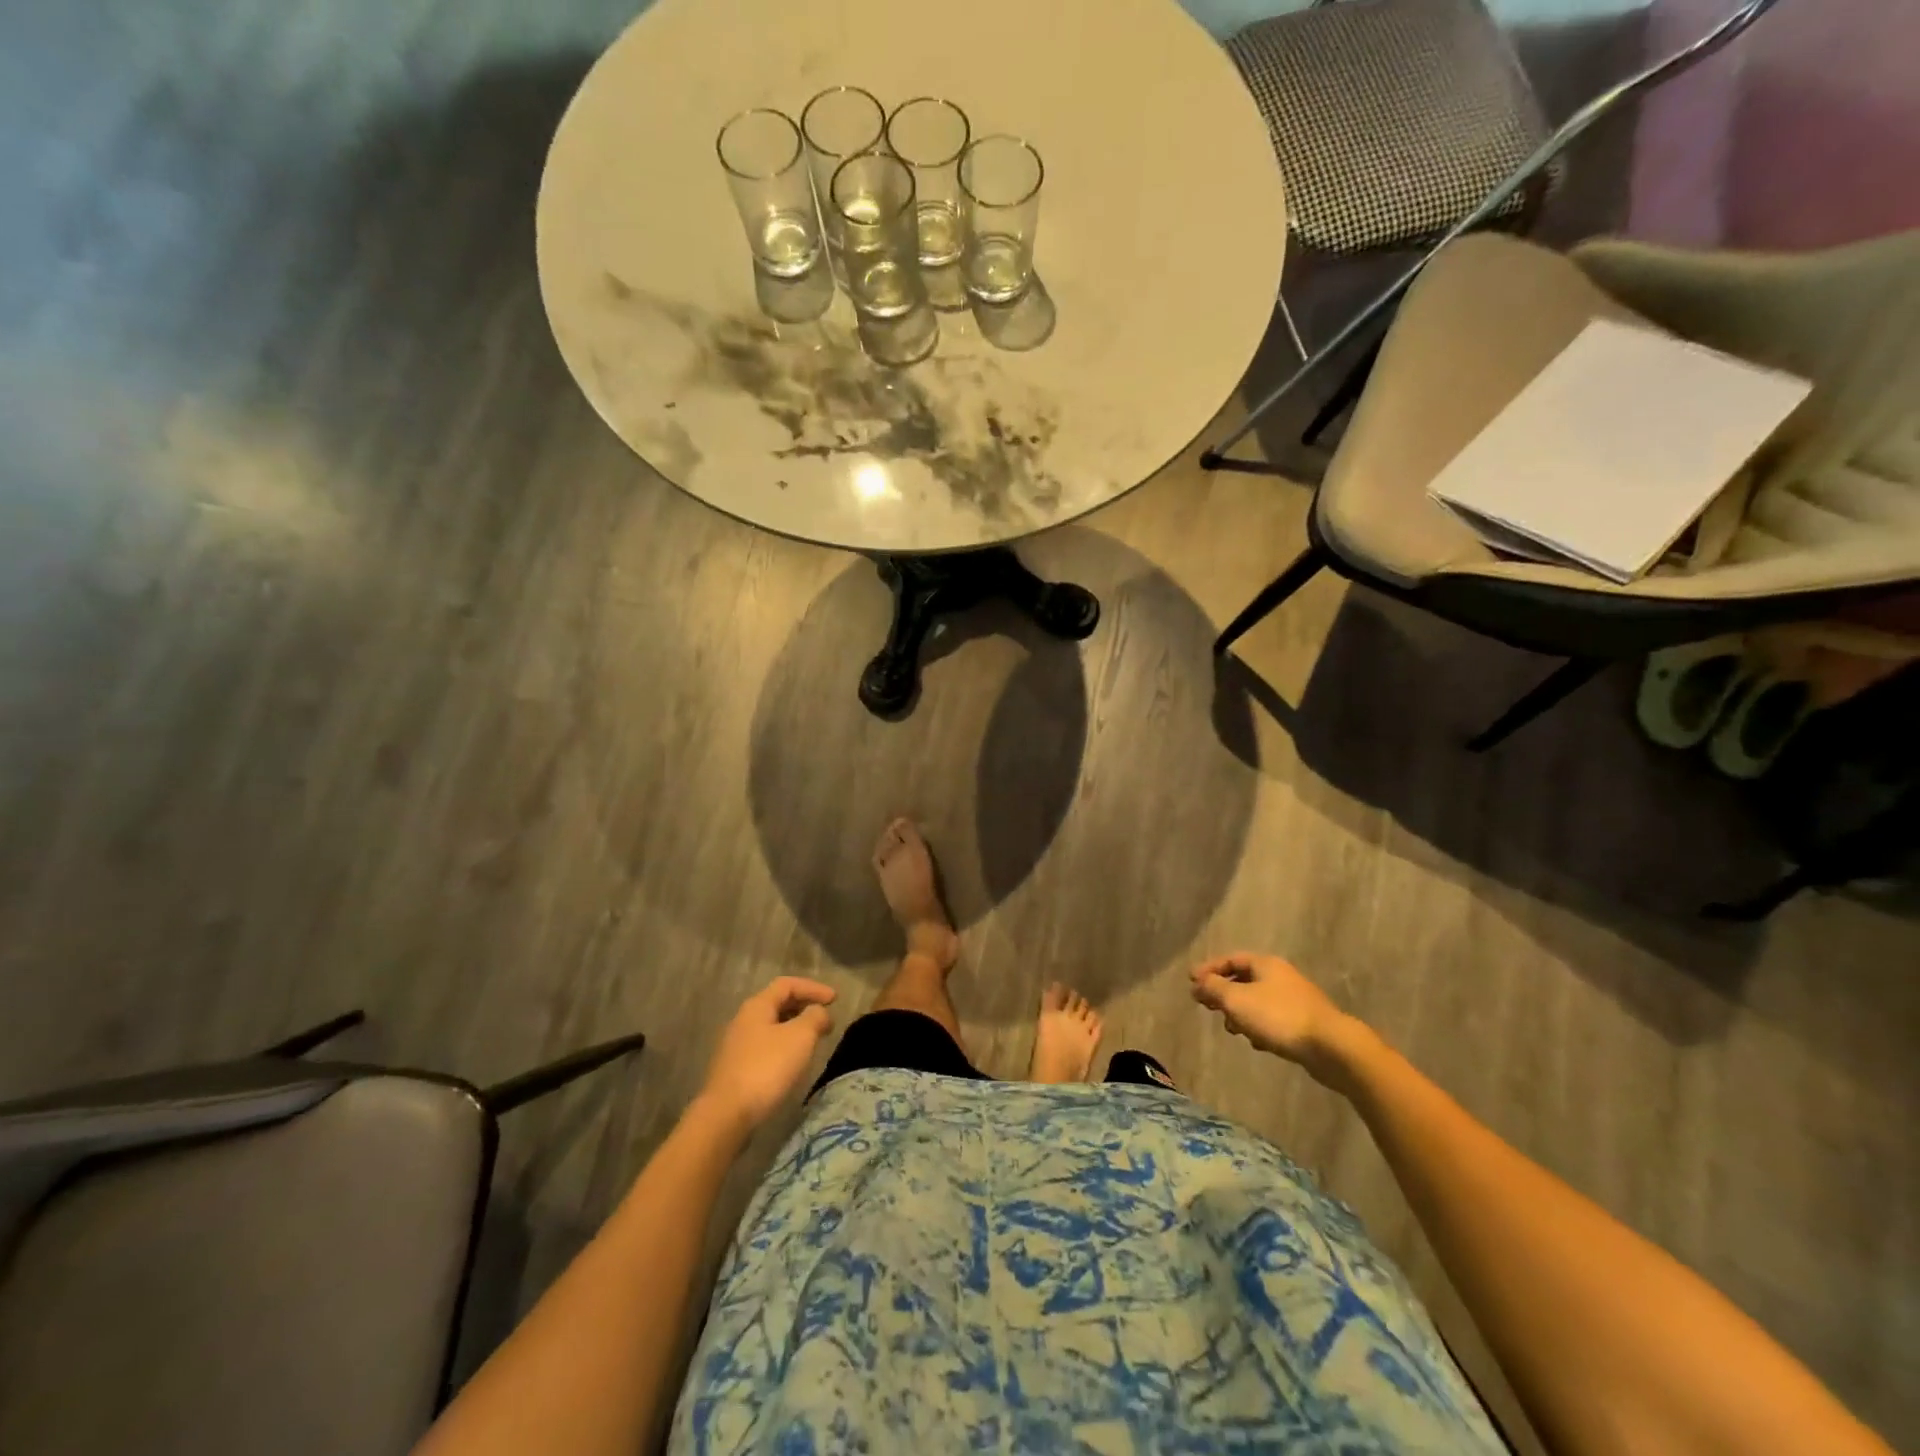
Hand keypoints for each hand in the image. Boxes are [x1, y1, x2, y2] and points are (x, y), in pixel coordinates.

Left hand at [696, 977, 837, 1134]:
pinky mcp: (735, 1069)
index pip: (787, 984)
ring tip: (814, 1040)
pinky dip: (784, 1046)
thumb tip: (819, 1012)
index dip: (813, 988)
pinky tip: (793, 1062)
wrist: (726, 1115)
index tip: (835, 999)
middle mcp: (743, 1020)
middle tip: (826, 1017)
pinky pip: (765, 1047)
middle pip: (777, 1003)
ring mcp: (736, 1046)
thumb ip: (815, 1017)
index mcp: (757, 1006)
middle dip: (804, 1006)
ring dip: (795, 1028)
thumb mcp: (800, 1037)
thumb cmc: (766, 1068)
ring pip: (771, 1026)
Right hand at [1190, 952, 1358, 1081]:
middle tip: (1207, 1006)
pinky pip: (1273, 1019)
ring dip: (1240, 1013)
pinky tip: (1257, 1043)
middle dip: (1223, 993)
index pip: (1231, 959)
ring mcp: (1295, 999)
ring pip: (1258, 1001)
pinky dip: (1259, 1027)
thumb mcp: (1237, 1000)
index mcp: (1265, 964)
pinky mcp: (1305, 1022)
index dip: (1209, 969)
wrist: (1331, 1047)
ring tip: (1231, 1029)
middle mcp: (1281, 976)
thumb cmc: (1278, 1017)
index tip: (1191, 982)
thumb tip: (1197, 983)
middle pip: (1244, 979)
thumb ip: (1213, 989)